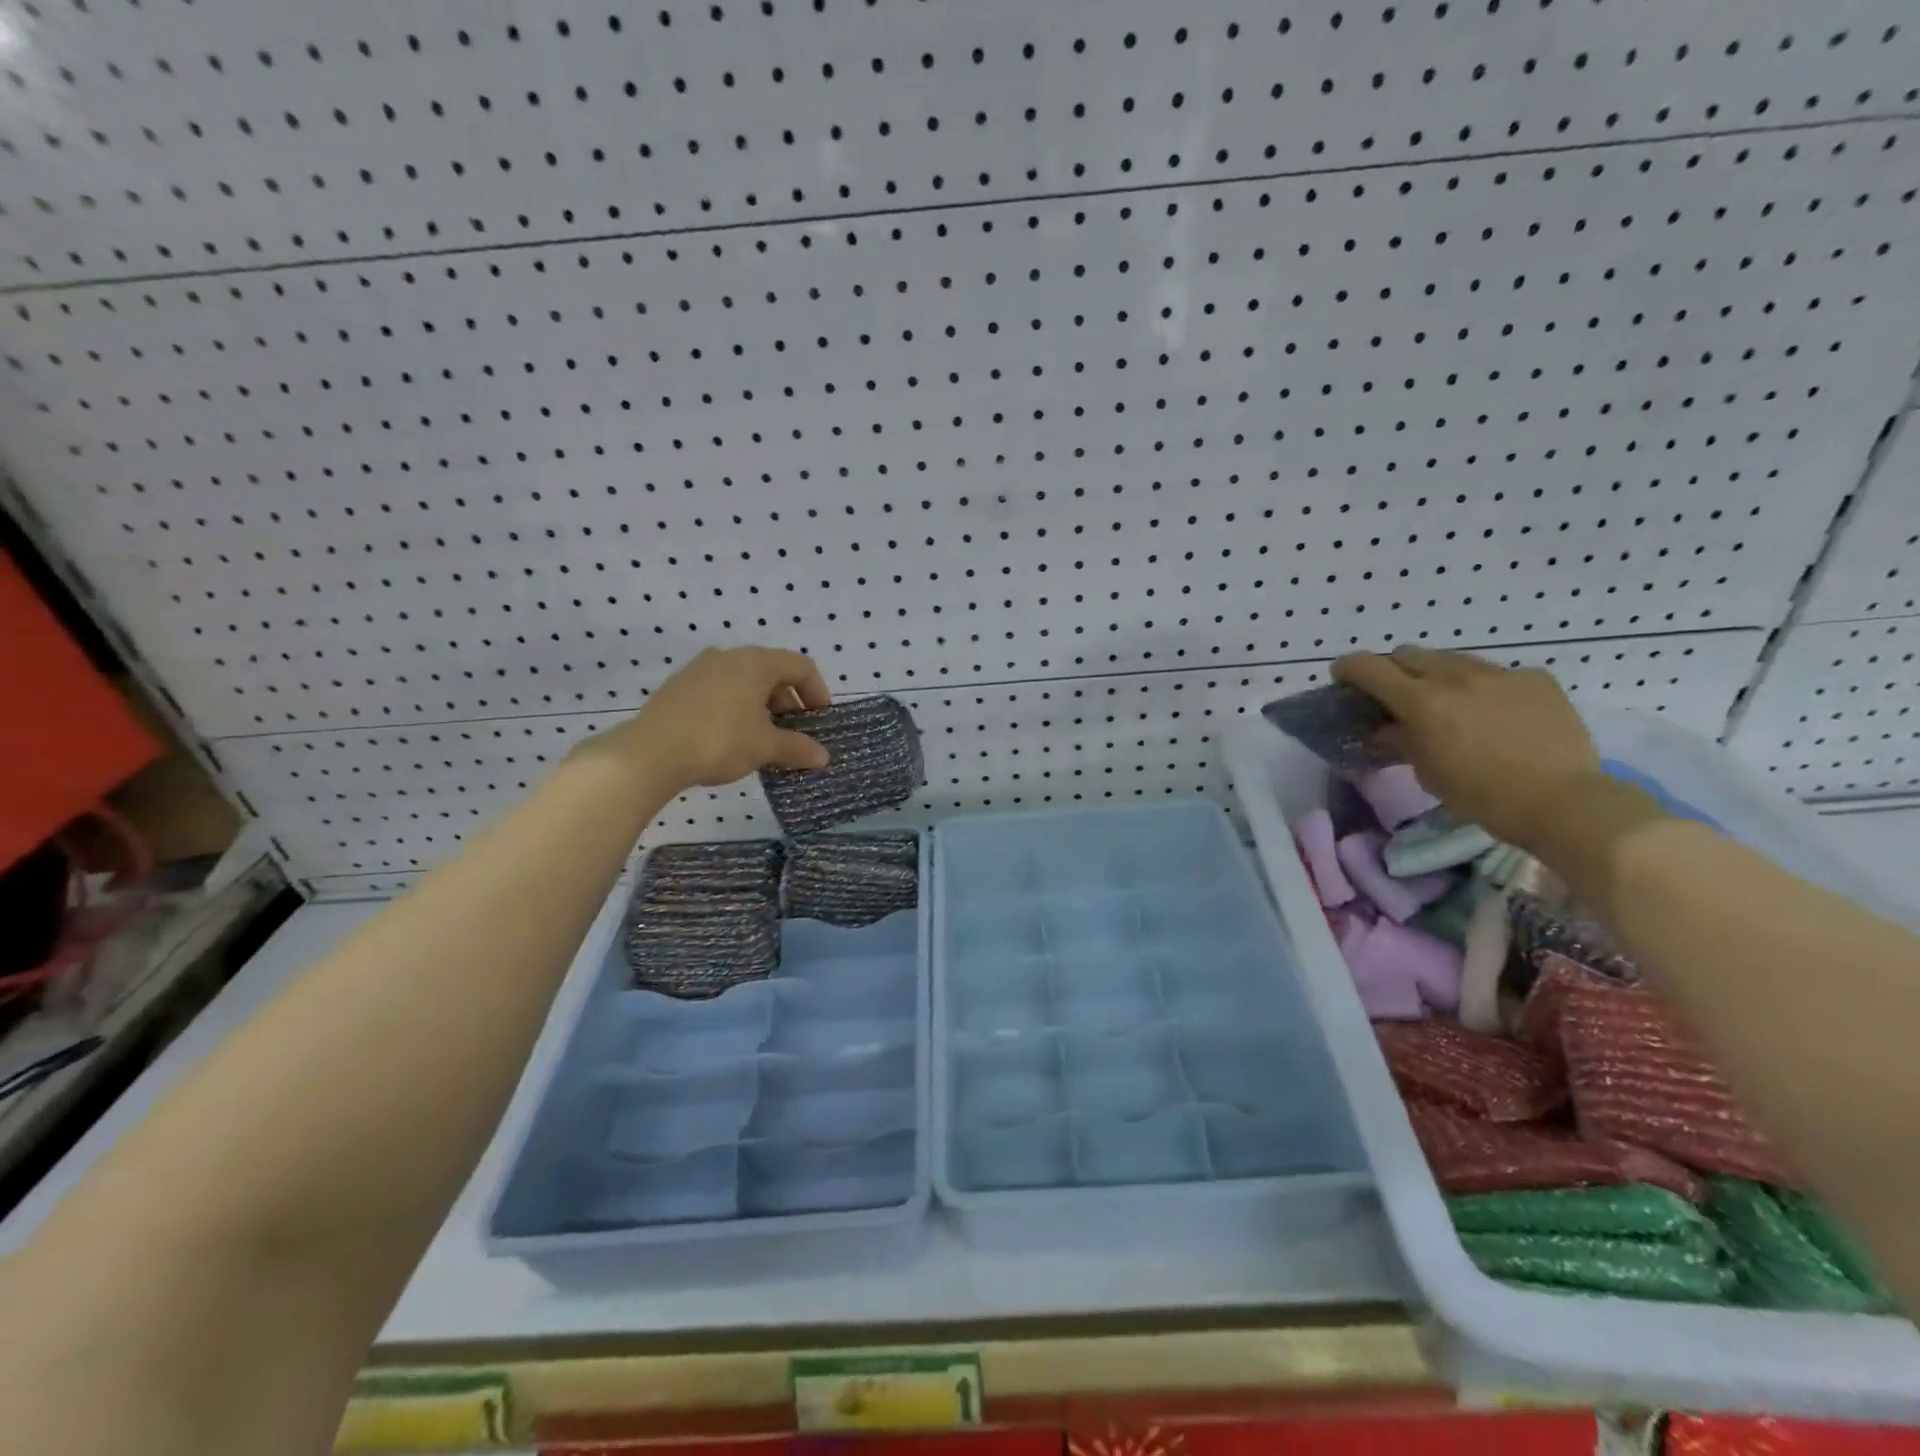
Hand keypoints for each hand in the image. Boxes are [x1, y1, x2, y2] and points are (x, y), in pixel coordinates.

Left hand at [585, 647, 832, 791]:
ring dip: (763, 710)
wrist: (650, 753)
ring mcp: (699, 670)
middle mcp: (728, 657)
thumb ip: (797, 748)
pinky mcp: (679, 689)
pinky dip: (737, 711)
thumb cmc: (719, 740)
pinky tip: (733, 741)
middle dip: (789, 705)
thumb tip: (823, 757)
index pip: (800, 666)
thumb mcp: (765, 747)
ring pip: (744, 684)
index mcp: (755, 662)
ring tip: (765, 742)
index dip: (818, 692)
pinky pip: (721, 693)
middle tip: (795, 735)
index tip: (820, 721)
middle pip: (772, 674)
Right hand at [1330, 646, 1602, 849]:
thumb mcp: (1427, 771)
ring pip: (1453, 659)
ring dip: (1437, 675)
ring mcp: (1500, 673)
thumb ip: (1401, 740)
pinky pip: (1496, 673)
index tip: (1342, 678)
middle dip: (1393, 670)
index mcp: (1422, 701)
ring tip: (1448, 703)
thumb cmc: (1481, 795)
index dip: (1349, 668)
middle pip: (1409, 654)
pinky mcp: (1535, 678)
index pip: (1369, 667)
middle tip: (1395, 695)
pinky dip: (1483, 687)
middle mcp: (1456, 676)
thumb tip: (1385, 729)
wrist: (1564, 802)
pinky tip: (1495, 714)